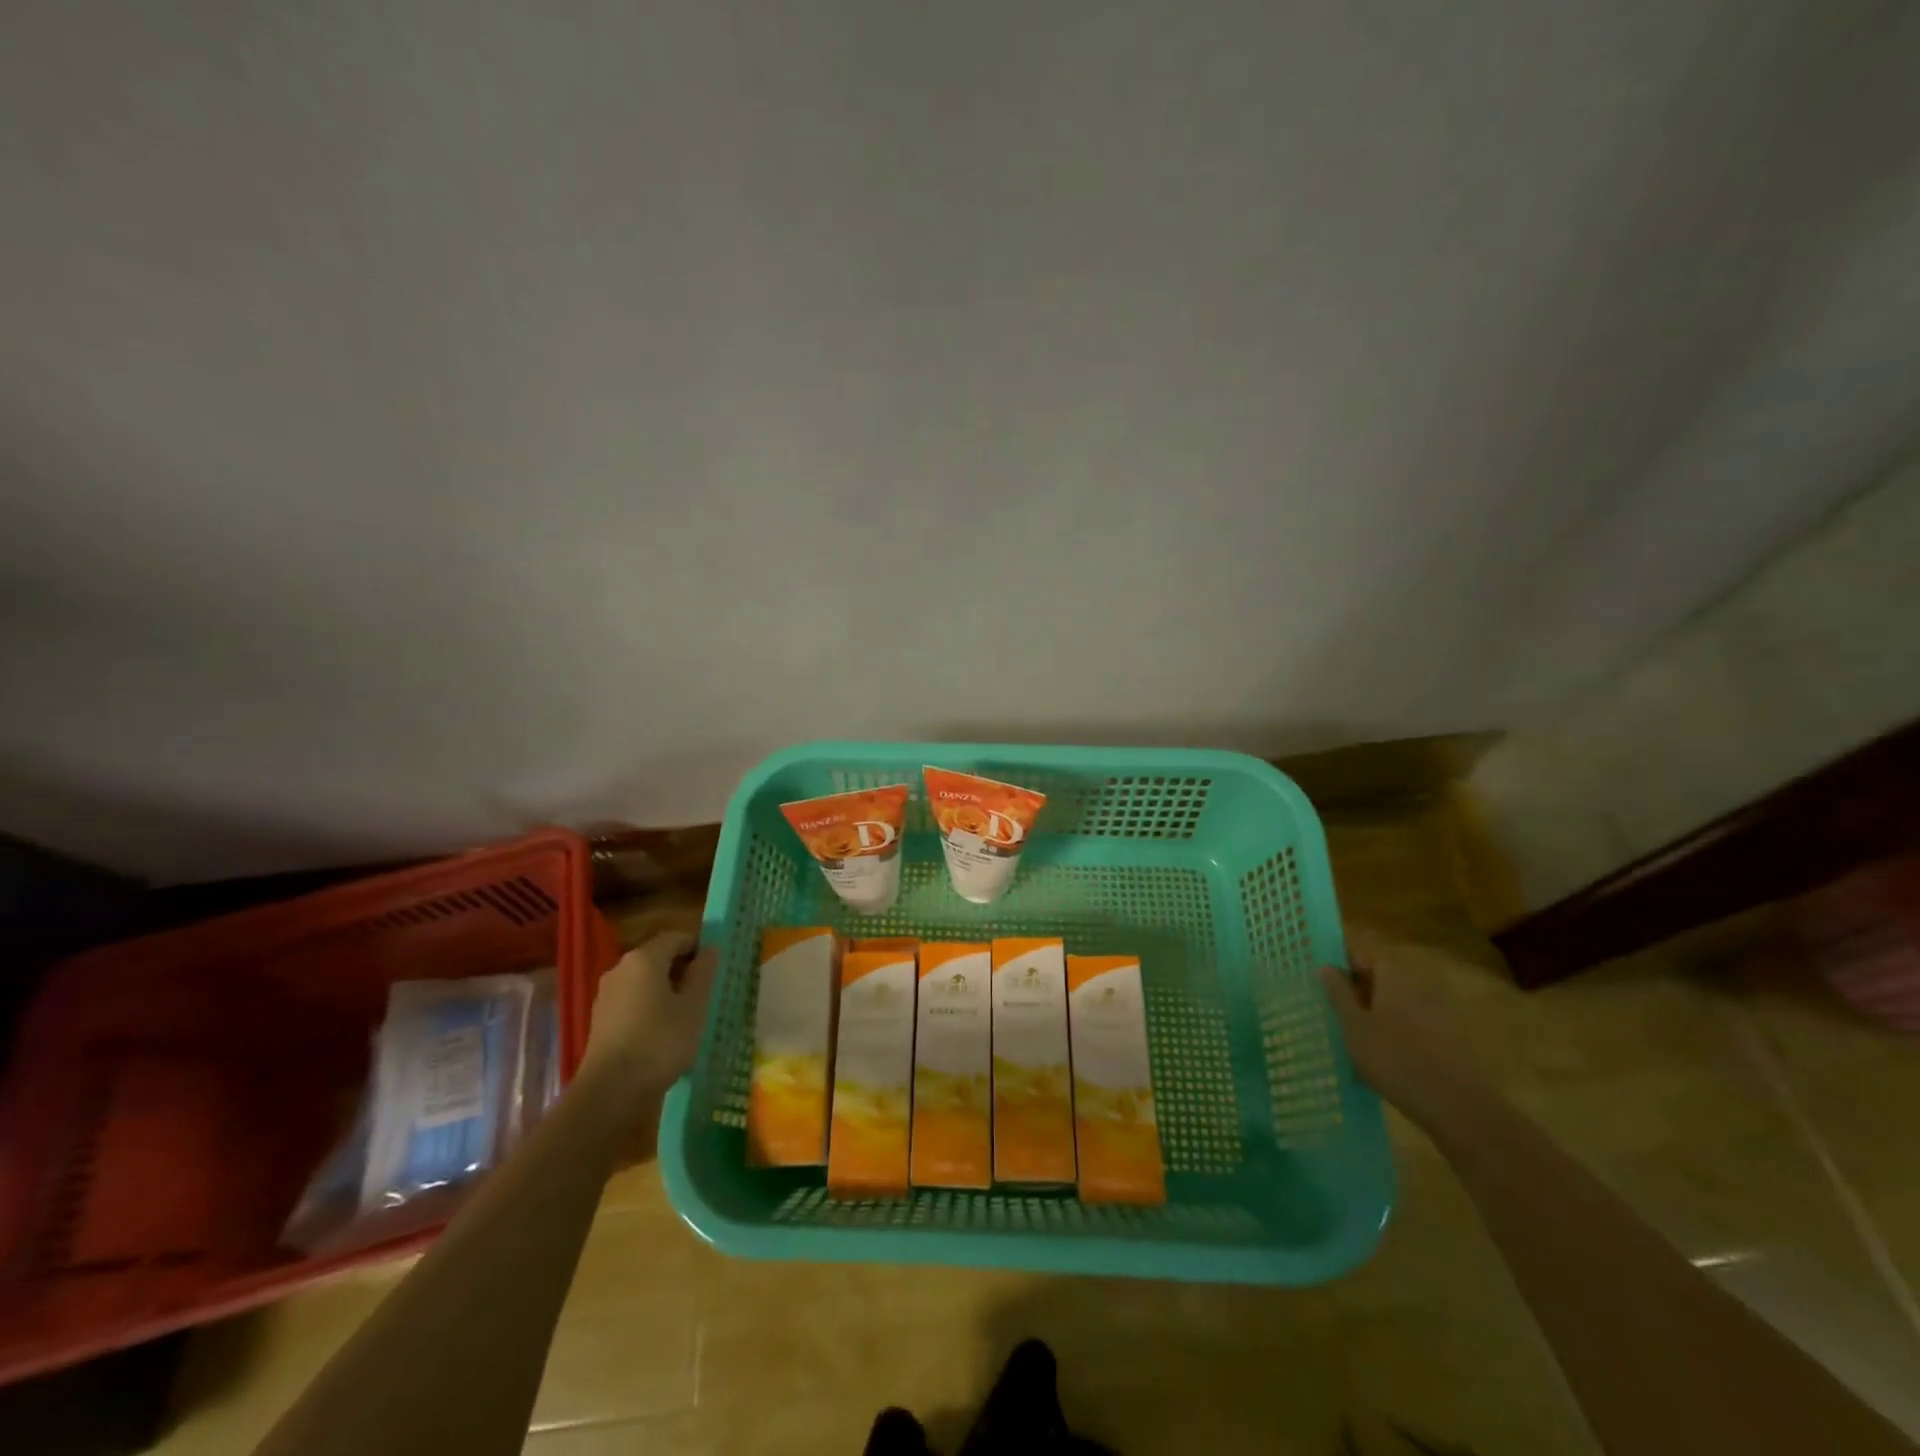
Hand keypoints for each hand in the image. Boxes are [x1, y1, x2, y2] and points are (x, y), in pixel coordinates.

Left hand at [583, 931, 718, 1097]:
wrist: (610, 1092)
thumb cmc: (660, 1042)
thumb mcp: (694, 1006)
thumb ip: (704, 972)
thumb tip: (710, 949)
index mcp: (644, 958)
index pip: (676, 937)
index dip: (698, 947)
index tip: (715, 969)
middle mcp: (620, 968)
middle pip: (658, 957)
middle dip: (682, 969)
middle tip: (705, 993)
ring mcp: (606, 994)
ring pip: (644, 980)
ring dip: (666, 989)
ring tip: (686, 1014)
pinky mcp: (600, 1019)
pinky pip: (632, 1000)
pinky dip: (649, 1006)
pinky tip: (662, 1031)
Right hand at [1317, 950, 1478, 1121]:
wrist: (1457, 1108)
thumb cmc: (1394, 1058)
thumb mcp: (1353, 1026)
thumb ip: (1338, 993)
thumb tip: (1326, 966)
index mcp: (1395, 975)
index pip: (1363, 956)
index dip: (1341, 967)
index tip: (1324, 985)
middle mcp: (1420, 985)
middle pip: (1382, 979)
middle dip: (1359, 992)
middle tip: (1336, 1013)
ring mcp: (1440, 1012)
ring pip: (1398, 1004)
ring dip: (1378, 1014)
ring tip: (1356, 1039)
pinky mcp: (1452, 1038)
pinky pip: (1415, 1024)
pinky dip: (1398, 1033)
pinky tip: (1385, 1058)